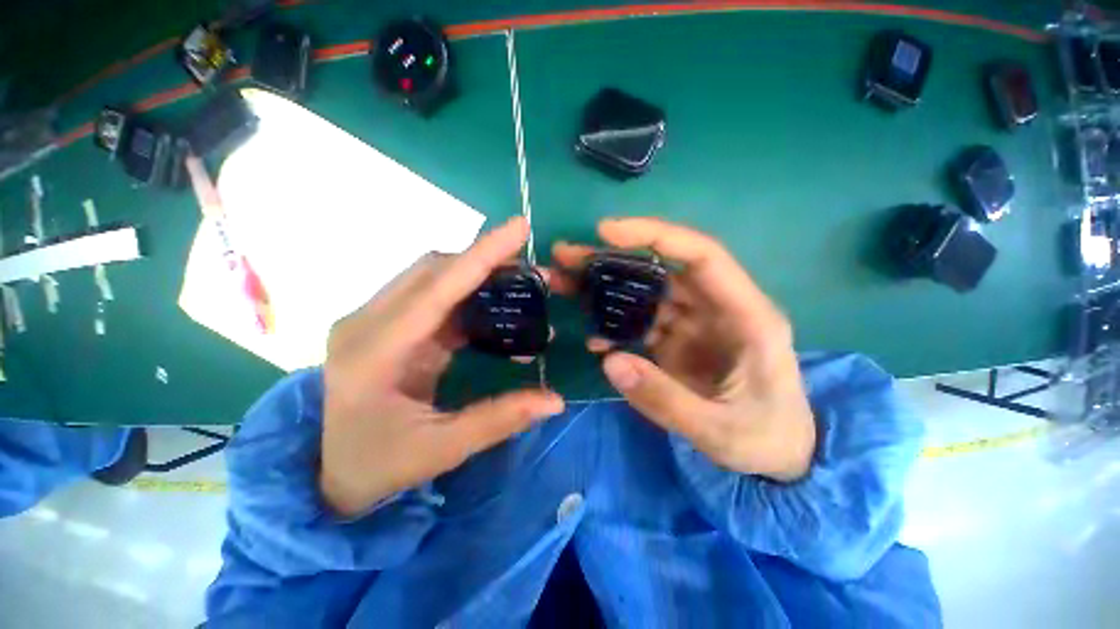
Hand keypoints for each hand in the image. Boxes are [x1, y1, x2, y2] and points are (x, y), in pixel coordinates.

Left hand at [321, 217, 564, 516]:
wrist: (332, 475)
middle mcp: (369, 323)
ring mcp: (375, 321)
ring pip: (433, 277)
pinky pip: (434, 297)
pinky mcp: (389, 327)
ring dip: (478, 274)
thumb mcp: (442, 448)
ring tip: (522, 284)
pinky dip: (469, 295)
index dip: (482, 254)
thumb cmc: (379, 466)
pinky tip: (496, 308)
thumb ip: (500, 419)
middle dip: (486, 261)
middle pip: (434, 270)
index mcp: (375, 351)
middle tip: (533, 270)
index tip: (519, 227)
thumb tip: (556, 400)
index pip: (437, 287)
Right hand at [550, 218, 814, 481]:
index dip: (655, 236)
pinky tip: (595, 339)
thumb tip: (610, 361)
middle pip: (661, 271)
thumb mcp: (719, 431)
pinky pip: (641, 324)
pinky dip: (615, 326)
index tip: (606, 231)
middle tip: (566, 256)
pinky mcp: (677, 341)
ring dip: (606, 289)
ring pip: (645, 294)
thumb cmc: (765, 440)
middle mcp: (717, 310)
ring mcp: (694, 325)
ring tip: (565, 285)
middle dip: (612, 260)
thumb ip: (665, 399)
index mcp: (746, 316)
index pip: (701, 256)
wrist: (779, 454)